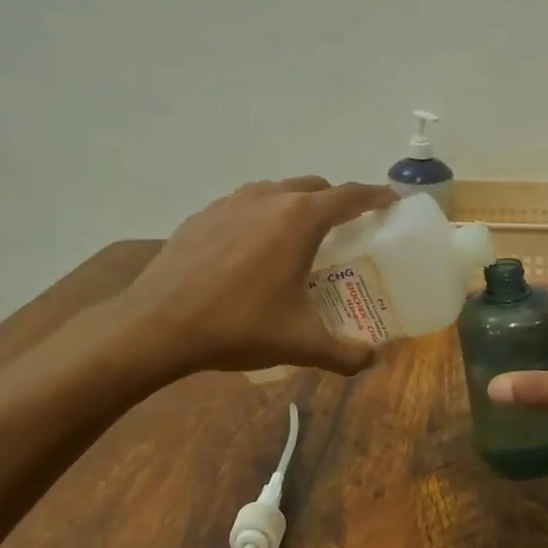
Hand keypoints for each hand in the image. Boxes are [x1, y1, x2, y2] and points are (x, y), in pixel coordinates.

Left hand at [114, 177, 395, 379]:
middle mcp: (269, 198)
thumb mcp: (299, 343)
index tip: (390, 204)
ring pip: (277, 191)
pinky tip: (252, 249)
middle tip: (346, 229)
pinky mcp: (203, 214)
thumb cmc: (237, 326)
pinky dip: (261, 215)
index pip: (350, 196)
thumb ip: (344, 353)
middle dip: (336, 201)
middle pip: (314, 187)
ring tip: (298, 237)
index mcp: (300, 219)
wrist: (156, 325)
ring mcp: (231, 202)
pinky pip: (245, 204)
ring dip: (296, 205)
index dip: (375, 197)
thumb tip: (372, 360)